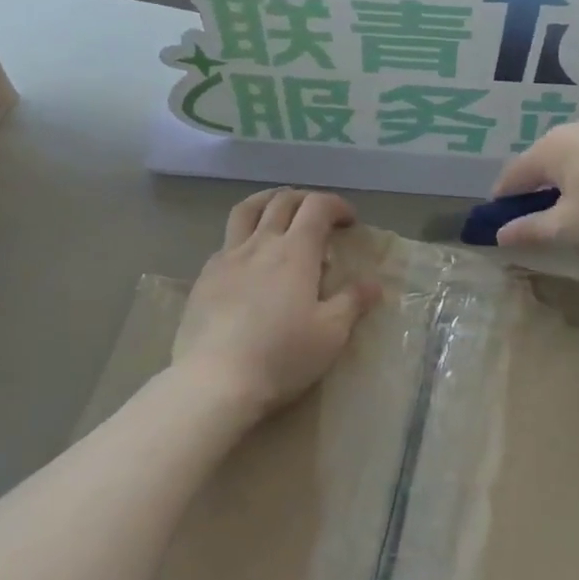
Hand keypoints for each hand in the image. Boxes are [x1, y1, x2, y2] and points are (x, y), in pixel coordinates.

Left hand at [172, 188, 381, 417]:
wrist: (214, 380)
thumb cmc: (281, 356)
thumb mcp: (330, 334)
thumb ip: (352, 302)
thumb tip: (373, 284)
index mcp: (295, 252)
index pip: (317, 207)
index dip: (336, 205)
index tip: (349, 221)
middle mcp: (260, 244)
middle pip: (282, 201)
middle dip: (305, 199)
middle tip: (320, 215)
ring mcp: (227, 257)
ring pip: (246, 210)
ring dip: (268, 201)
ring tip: (278, 210)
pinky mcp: (205, 277)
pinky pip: (226, 240)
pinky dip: (244, 234)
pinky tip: (248, 256)